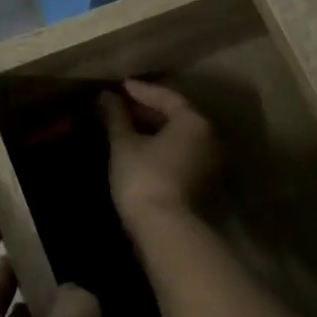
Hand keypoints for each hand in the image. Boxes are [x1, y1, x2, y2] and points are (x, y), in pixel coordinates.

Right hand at [98, 79, 220, 232]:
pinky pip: (181, 154)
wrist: (166, 230)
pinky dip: (162, 148)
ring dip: (154, 130)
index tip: (120, 86)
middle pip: (176, 116)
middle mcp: (209, 138)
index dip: (141, 90)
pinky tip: (141, 150)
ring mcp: (210, 163)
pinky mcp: (203, 184)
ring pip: (179, 137)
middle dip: (147, 110)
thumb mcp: (124, 145)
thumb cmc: (144, 178)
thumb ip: (116, 117)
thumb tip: (107, 97)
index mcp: (193, 122)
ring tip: (127, 126)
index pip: (166, 97)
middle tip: (121, 105)